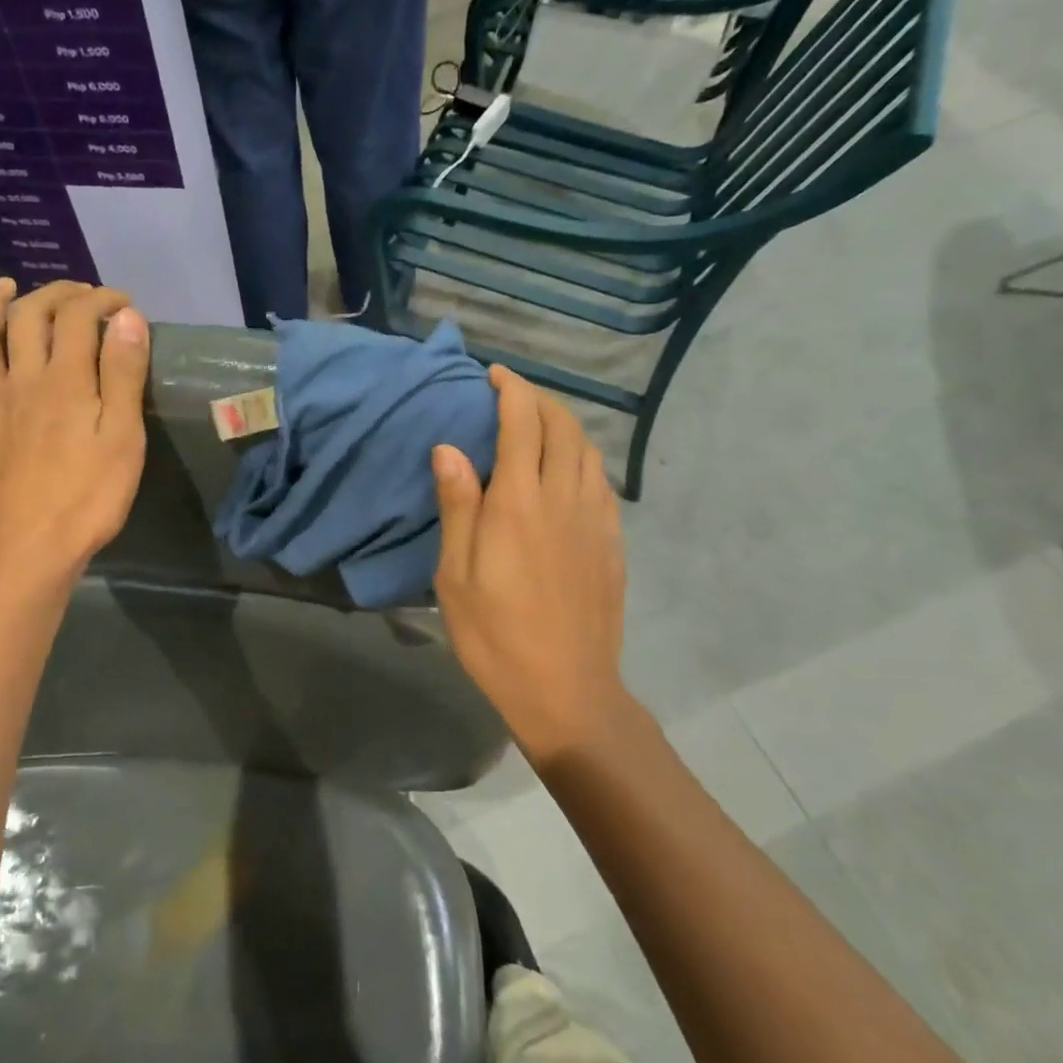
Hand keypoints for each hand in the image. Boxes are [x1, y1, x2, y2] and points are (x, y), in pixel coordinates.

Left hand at [0, 279, 149, 586]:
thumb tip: (126, 317)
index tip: (122, 303)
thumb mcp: (124, 438)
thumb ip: (124, 374)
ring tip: (7, 286)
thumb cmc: (88, 498)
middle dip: (56, 294)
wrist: (27, 549)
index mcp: (66, 380)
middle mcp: (21, 378)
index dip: (100, 299)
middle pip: (30, 317)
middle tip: (78, 294)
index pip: (79, 317)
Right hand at [431, 366, 628, 760]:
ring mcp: (595, 520)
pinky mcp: (612, 543)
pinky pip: (601, 481)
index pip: (523, 423)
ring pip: (588, 451)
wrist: (566, 688)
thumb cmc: (495, 634)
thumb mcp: (456, 574)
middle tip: (512, 397)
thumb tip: (449, 448)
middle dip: (539, 400)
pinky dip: (582, 459)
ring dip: (564, 426)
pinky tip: (567, 473)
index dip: (511, 389)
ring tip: (538, 428)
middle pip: (562, 427)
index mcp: (519, 502)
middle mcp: (564, 498)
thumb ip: (457, 505)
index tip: (494, 374)